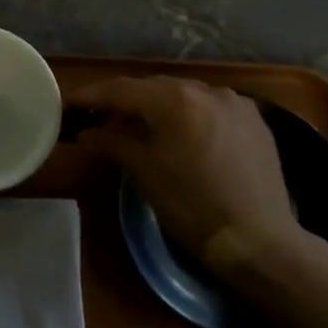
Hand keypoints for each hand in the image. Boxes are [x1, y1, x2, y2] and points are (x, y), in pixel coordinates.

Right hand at [70, 76, 302, 274]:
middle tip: (101, 116)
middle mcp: (206, 90)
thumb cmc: (191, 205)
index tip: (70, 102)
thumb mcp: (143, 172)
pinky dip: (190, 114)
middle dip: (126, 100)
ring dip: (159, 105)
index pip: (122, 89)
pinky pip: (211, 107)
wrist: (257, 240)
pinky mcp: (255, 120)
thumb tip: (86, 133)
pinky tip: (182, 133)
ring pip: (184, 95)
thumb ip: (111, 142)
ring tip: (141, 125)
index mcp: (174, 100)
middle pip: (154, 87)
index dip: (93, 95)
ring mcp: (235, 103)